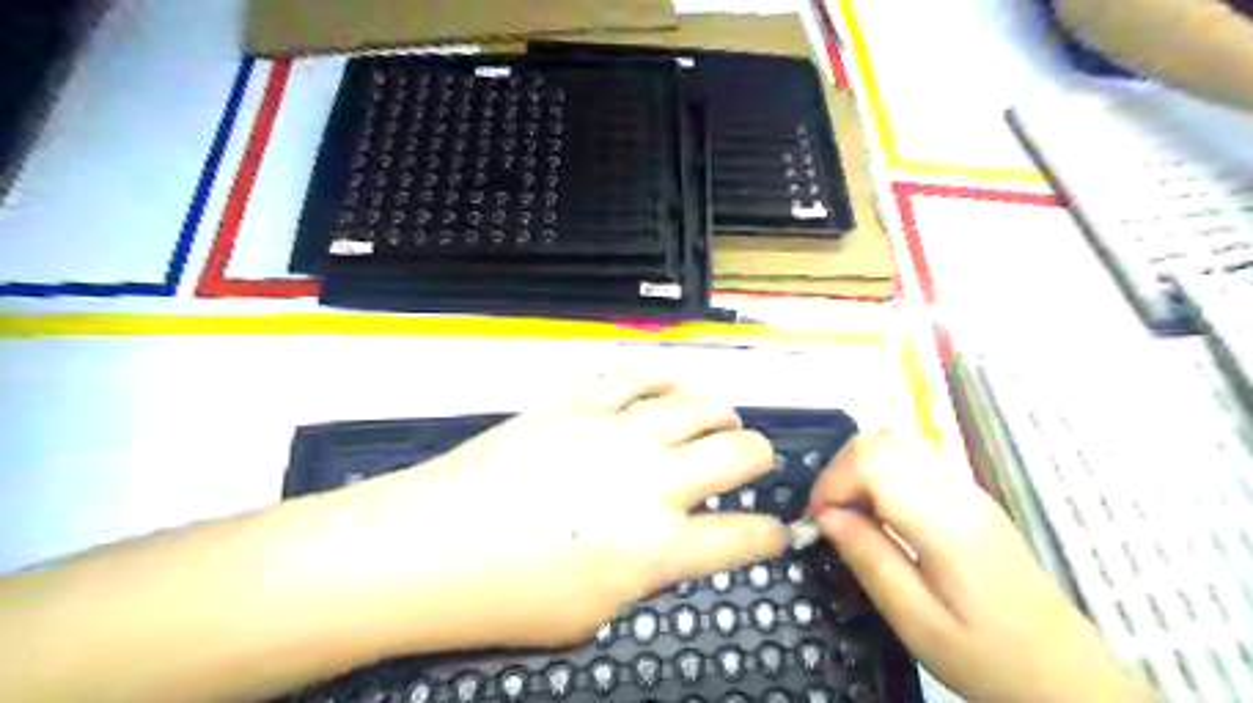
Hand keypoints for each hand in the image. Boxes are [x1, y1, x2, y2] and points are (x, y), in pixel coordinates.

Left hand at [329, 371, 779, 649]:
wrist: (432, 546)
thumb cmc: (507, 598)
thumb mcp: (591, 614)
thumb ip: (643, 576)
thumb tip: (667, 545)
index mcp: (657, 548)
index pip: (740, 538)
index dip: (768, 535)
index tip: (776, 530)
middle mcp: (651, 483)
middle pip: (735, 454)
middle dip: (757, 455)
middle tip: (751, 457)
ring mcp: (616, 434)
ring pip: (695, 405)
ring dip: (718, 412)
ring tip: (718, 417)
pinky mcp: (579, 404)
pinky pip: (634, 375)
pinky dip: (660, 375)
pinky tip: (667, 381)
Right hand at [814, 434, 1152, 702]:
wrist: (1071, 678)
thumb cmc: (991, 659)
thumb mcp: (918, 624)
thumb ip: (869, 560)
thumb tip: (825, 516)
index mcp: (944, 523)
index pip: (872, 461)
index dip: (832, 482)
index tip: (817, 521)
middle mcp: (957, 493)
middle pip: (883, 441)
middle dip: (841, 470)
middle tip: (830, 517)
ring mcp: (969, 490)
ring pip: (899, 442)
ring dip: (861, 468)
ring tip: (852, 513)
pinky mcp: (972, 498)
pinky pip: (916, 459)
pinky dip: (883, 471)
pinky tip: (882, 512)